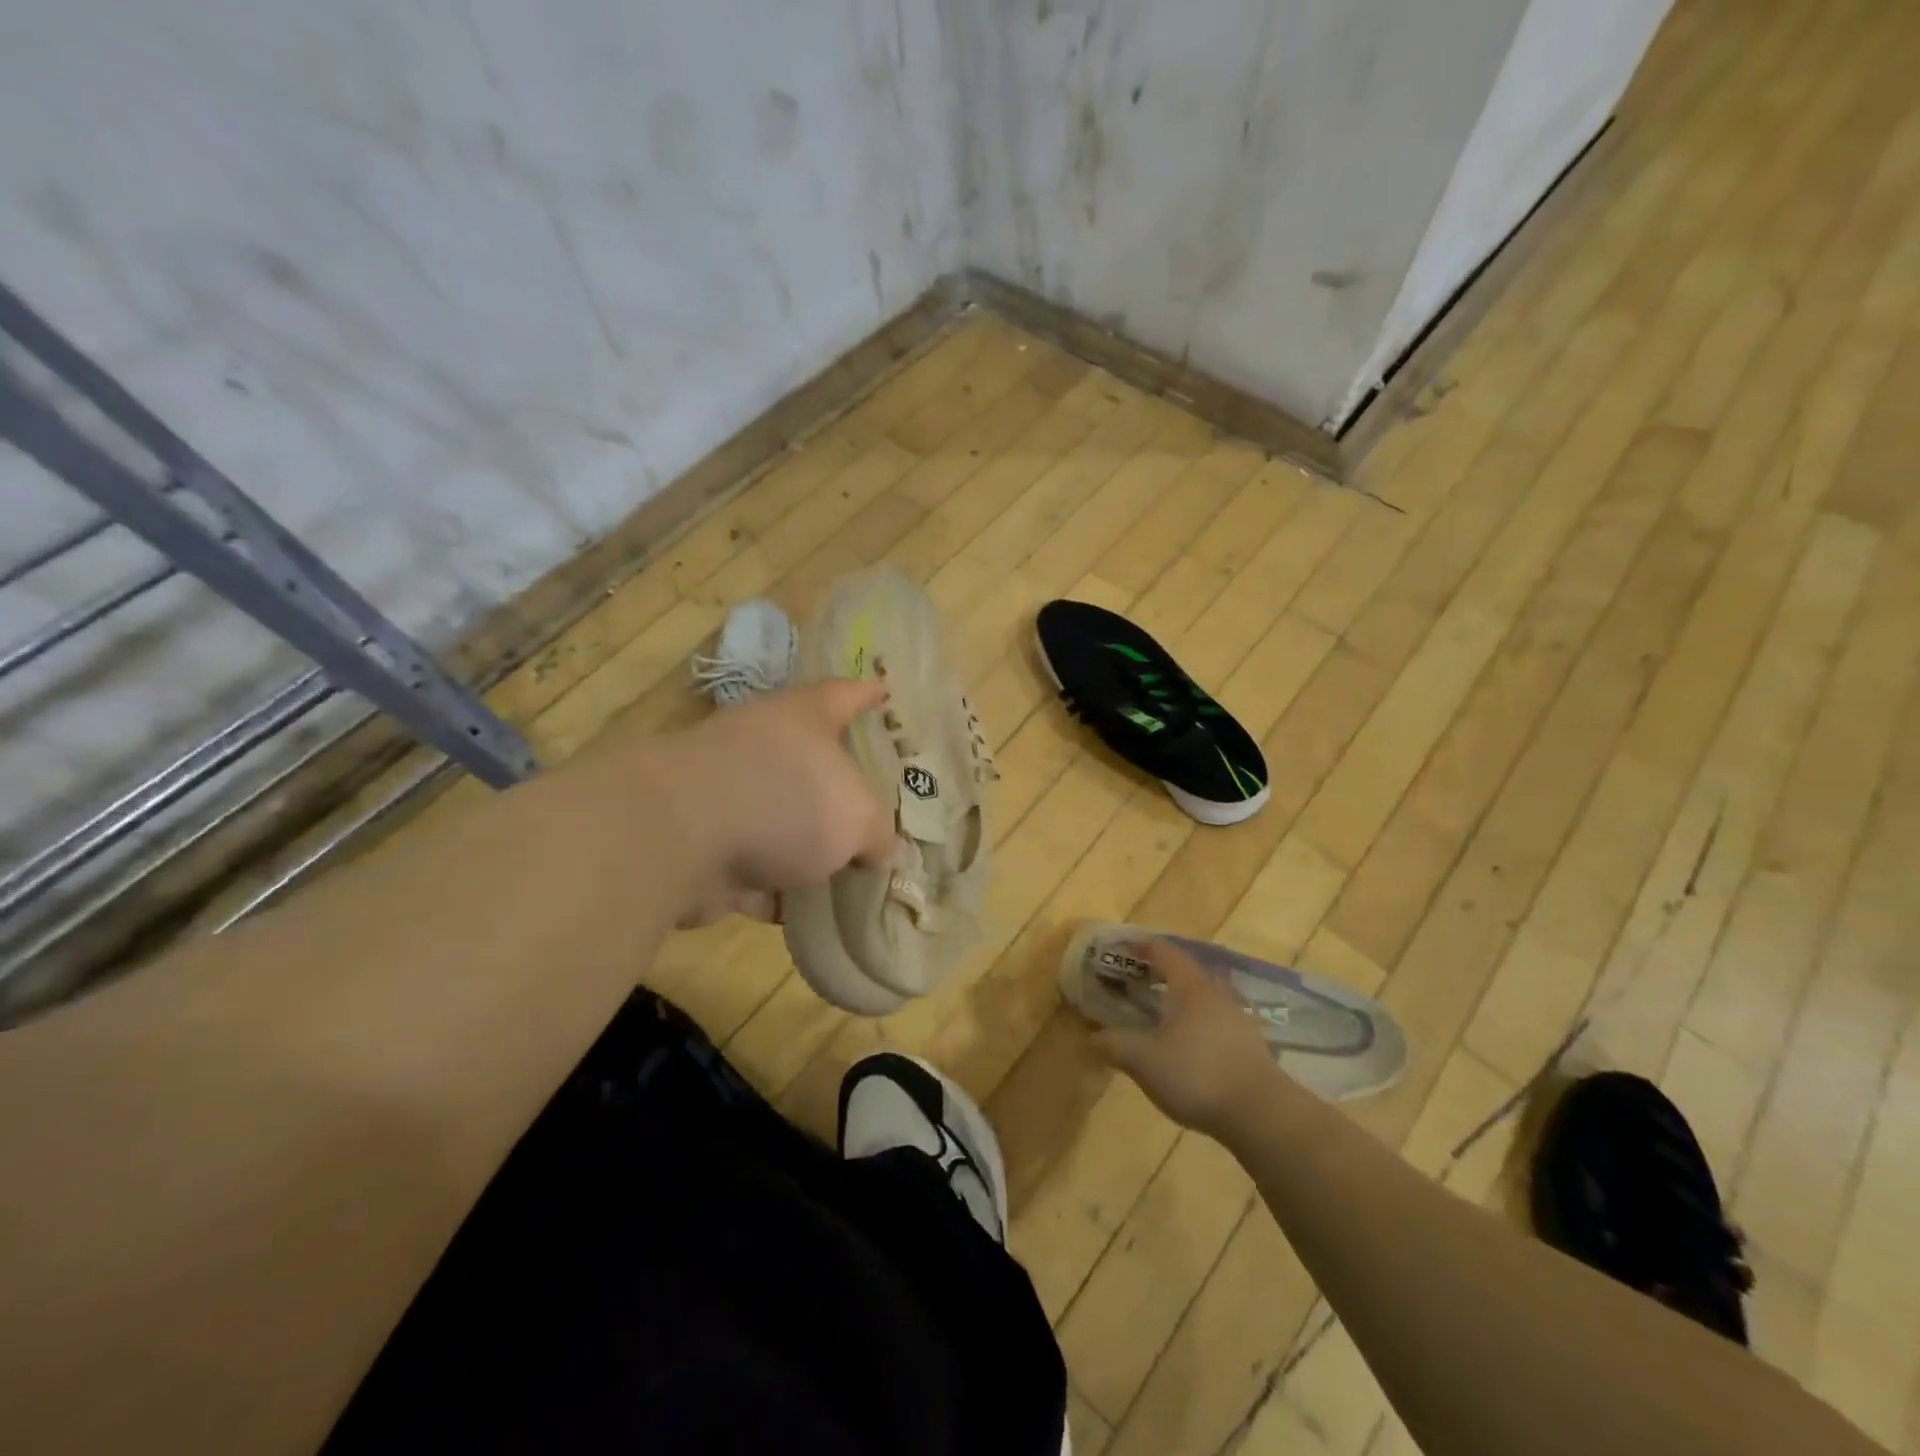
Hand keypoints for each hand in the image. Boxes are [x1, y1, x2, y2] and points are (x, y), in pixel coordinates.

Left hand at [653, 680, 897, 925]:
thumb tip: (880, 850)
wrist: (681, 834)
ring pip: (780, 820)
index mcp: (804, 718)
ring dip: (806, 847)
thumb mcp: (858, 817)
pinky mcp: (703, 843)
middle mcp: (762, 745)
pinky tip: (807, 916)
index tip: (882, 690)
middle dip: (838, 787)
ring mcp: (727, 794)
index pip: (843, 695)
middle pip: (810, 761)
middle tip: (873, 806)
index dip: (866, 695)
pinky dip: (776, 889)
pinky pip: (753, 867)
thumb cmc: (787, 799)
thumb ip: (877, 834)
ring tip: (848, 874)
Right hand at [1092, 941, 1283, 1138]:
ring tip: (1162, 1014)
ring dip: (1183, 999)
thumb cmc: (1197, 1074)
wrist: (1262, 1113)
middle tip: (1139, 980)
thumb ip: (1115, 1045)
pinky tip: (1189, 1046)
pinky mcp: (1251, 1047)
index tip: (1123, 949)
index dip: (1143, 946)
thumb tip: (1093, 1036)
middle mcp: (1217, 995)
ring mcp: (1238, 1020)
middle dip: (1163, 972)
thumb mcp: (1144, 1060)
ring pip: (1206, 997)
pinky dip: (1199, 1024)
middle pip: (1189, 972)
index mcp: (1190, 987)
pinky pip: (1218, 1022)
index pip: (1165, 952)